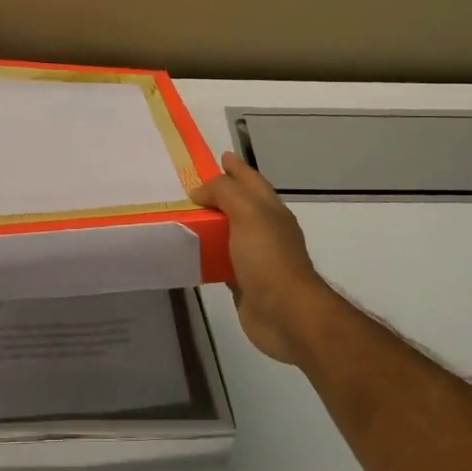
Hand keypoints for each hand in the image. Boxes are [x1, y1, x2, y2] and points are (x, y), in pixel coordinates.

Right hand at [189, 151, 334, 365]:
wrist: (286, 314)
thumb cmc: (268, 258)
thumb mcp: (248, 214)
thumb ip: (225, 193)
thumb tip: (200, 190)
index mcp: (270, 210)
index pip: (251, 180)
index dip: (236, 168)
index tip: (219, 156)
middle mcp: (265, 230)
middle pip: (240, 205)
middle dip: (220, 194)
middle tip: (191, 188)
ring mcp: (255, 257)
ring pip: (229, 233)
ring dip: (211, 225)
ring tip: (185, 217)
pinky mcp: (243, 282)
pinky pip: (221, 261)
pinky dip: (207, 254)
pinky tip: (190, 253)